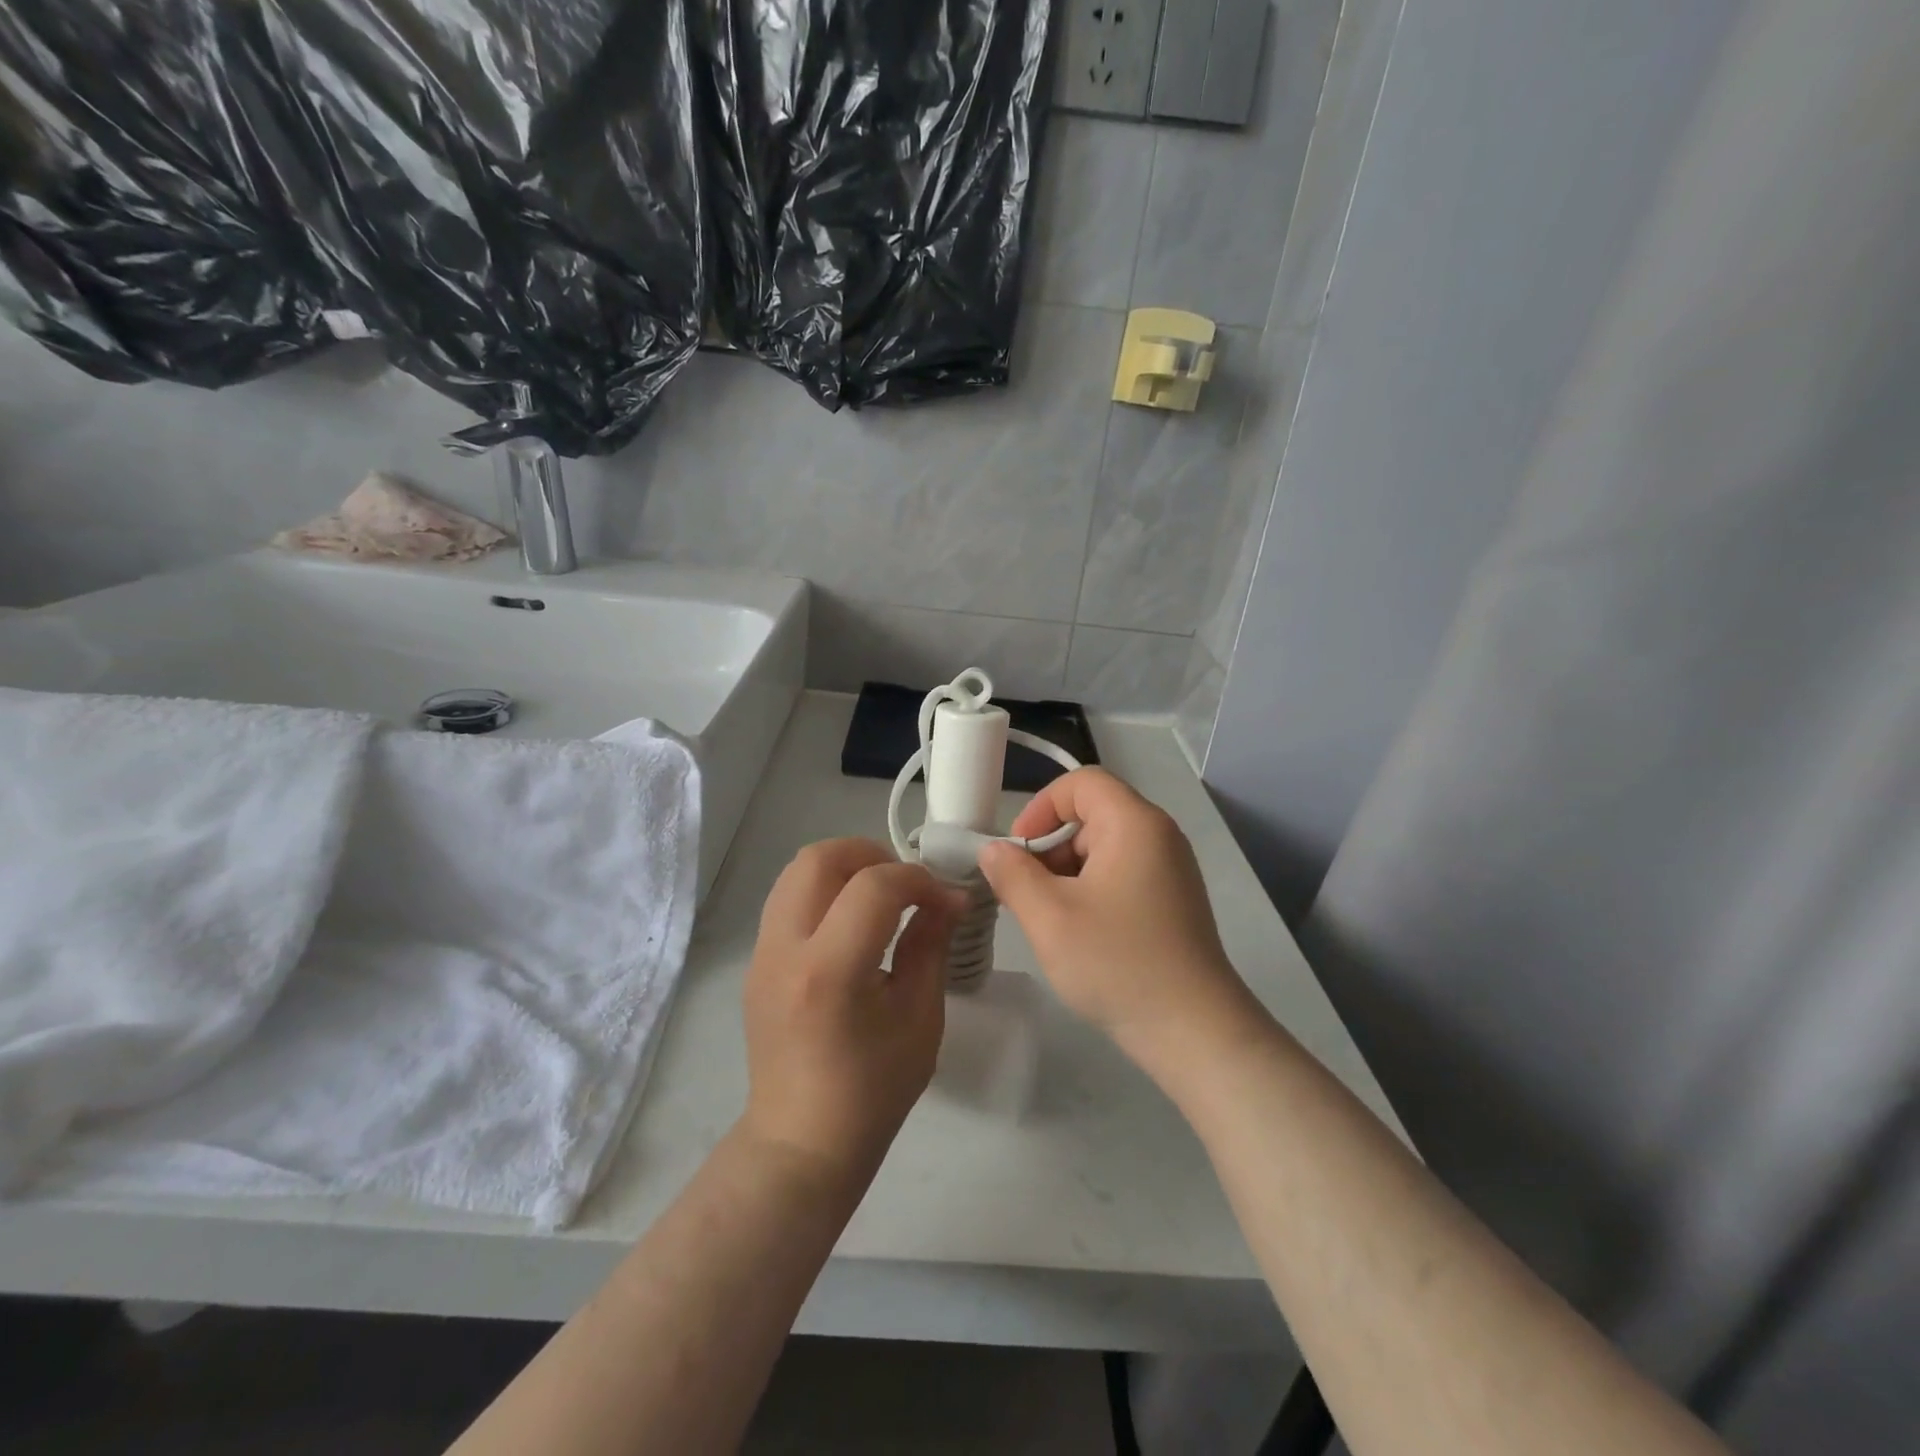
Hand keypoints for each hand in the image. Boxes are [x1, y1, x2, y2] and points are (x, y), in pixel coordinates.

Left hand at [741, 838, 964, 1185]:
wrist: (801, 1143)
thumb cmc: (872, 1091)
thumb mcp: (919, 1018)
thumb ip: (931, 946)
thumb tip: (948, 899)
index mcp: (829, 971)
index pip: (874, 887)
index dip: (920, 881)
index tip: (948, 901)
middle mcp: (784, 949)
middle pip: (819, 857)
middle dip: (872, 854)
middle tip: (906, 883)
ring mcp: (761, 953)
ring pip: (796, 870)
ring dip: (844, 867)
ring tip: (880, 896)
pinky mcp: (756, 961)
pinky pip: (788, 898)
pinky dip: (824, 889)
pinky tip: (852, 922)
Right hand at [979, 769, 1255, 1069]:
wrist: (1193, 1031)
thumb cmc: (1117, 963)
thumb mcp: (1049, 917)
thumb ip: (1012, 874)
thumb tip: (995, 851)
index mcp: (1134, 824)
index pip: (1081, 782)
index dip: (1041, 807)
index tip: (1019, 852)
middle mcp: (1158, 835)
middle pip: (1091, 814)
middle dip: (1050, 846)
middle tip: (1027, 894)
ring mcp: (1170, 869)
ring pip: (1103, 847)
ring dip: (1067, 873)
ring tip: (1050, 919)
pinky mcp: (1173, 899)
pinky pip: (1121, 873)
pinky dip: (1091, 890)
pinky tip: (1079, 932)